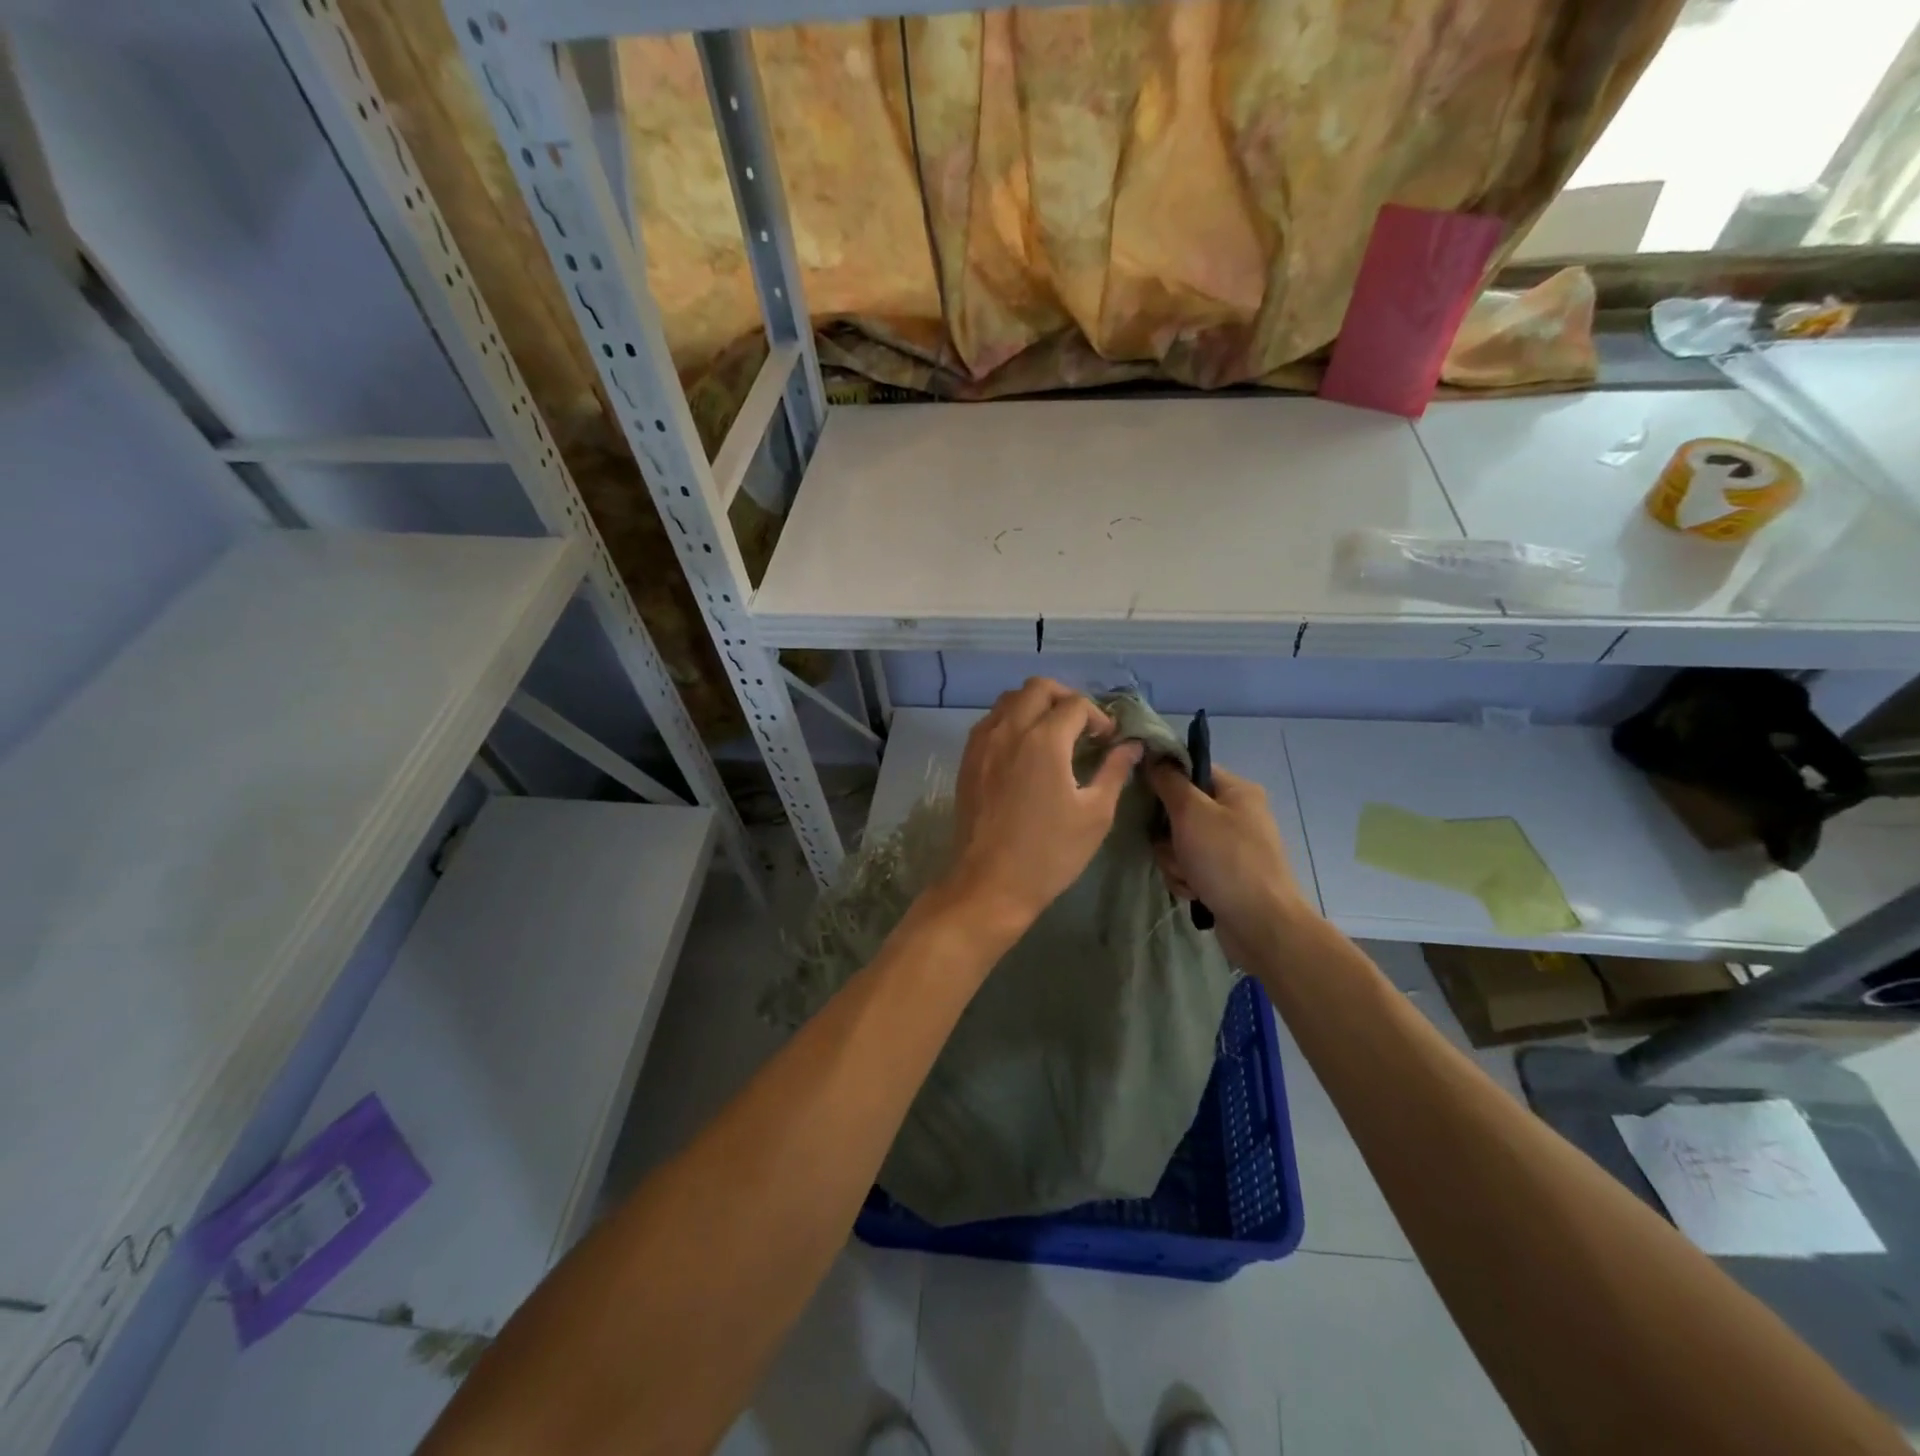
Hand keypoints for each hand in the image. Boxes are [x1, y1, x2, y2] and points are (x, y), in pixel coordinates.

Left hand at [940, 678, 1143, 931]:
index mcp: (1043, 740)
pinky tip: (1024, 750)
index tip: (1108, 740)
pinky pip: (990, 722)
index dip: (1098, 717)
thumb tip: (1131, 745)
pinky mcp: (967, 760)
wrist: (989, 884)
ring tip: (1054, 734)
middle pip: (1037, 688)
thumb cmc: (1049, 853)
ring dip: (1035, 705)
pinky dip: (1011, 721)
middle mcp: (1009, 730)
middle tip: (1082, 727)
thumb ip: (1114, 771)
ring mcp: (982, 743)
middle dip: (1066, 698)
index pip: (1075, 705)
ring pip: (1009, 700)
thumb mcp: (1095, 814)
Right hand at [1148, 762, 1314, 961]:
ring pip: (1179, 842)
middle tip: (1173, 846)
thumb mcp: (1192, 812)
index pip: (1191, 770)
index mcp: (1237, 791)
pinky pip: (1189, 866)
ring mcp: (1231, 847)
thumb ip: (1169, 781)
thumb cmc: (1227, 859)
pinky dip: (1186, 878)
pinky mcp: (1224, 875)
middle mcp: (1237, 815)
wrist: (1261, 924)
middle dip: (1168, 833)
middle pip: (1180, 810)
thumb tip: (1154, 755)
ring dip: (1174, 859)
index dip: (1166, 780)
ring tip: (1187, 874)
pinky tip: (1194, 891)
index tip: (1145, 795)